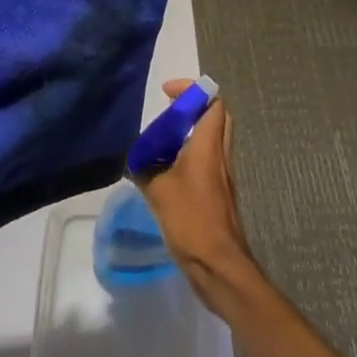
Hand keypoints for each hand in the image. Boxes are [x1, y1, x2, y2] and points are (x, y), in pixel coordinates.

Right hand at [136, 78, 257, 310]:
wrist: (219, 266)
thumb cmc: (191, 220)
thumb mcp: (158, 190)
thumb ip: (144, 169)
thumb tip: (134, 161)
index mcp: (209, 146)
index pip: (213, 103)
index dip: (192, 91)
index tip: (167, 94)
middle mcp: (220, 155)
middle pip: (216, 117)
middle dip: (193, 108)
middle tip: (166, 114)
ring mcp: (223, 176)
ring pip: (212, 139)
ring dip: (190, 132)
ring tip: (161, 142)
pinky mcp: (219, 194)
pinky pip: (207, 161)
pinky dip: (190, 155)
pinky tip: (166, 171)